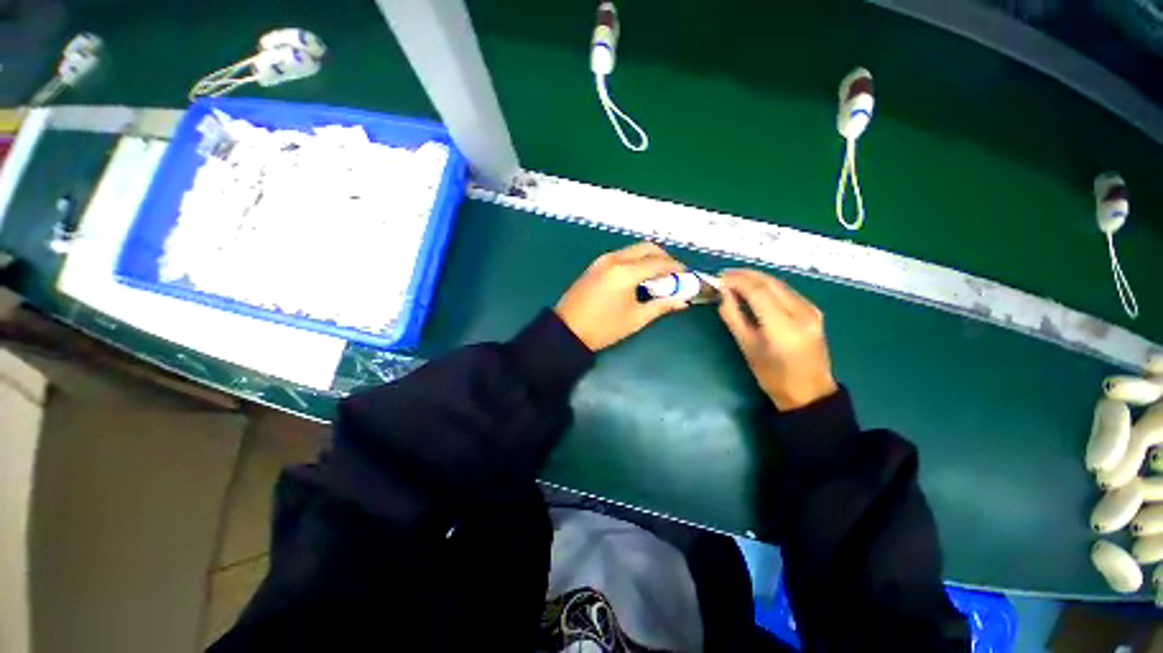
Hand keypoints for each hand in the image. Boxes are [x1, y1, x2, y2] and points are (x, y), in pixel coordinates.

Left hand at [555, 243, 689, 350]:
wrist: (567, 331)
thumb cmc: (603, 329)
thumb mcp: (635, 319)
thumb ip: (661, 305)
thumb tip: (682, 299)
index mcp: (625, 272)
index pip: (659, 263)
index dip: (677, 268)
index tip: (687, 276)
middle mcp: (614, 259)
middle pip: (647, 248)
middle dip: (664, 258)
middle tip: (674, 276)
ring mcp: (602, 260)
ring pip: (634, 250)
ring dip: (649, 259)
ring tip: (658, 278)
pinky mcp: (595, 265)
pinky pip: (622, 256)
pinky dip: (635, 261)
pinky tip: (639, 278)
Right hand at [718, 269, 836, 409]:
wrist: (809, 392)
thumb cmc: (772, 375)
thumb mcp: (747, 347)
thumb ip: (733, 317)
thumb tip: (722, 294)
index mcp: (783, 327)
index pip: (758, 291)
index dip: (737, 281)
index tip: (718, 278)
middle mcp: (802, 313)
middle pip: (770, 283)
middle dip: (745, 275)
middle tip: (724, 275)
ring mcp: (811, 310)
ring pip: (780, 284)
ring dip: (756, 278)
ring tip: (735, 278)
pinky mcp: (814, 311)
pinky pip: (787, 291)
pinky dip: (768, 285)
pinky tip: (754, 288)